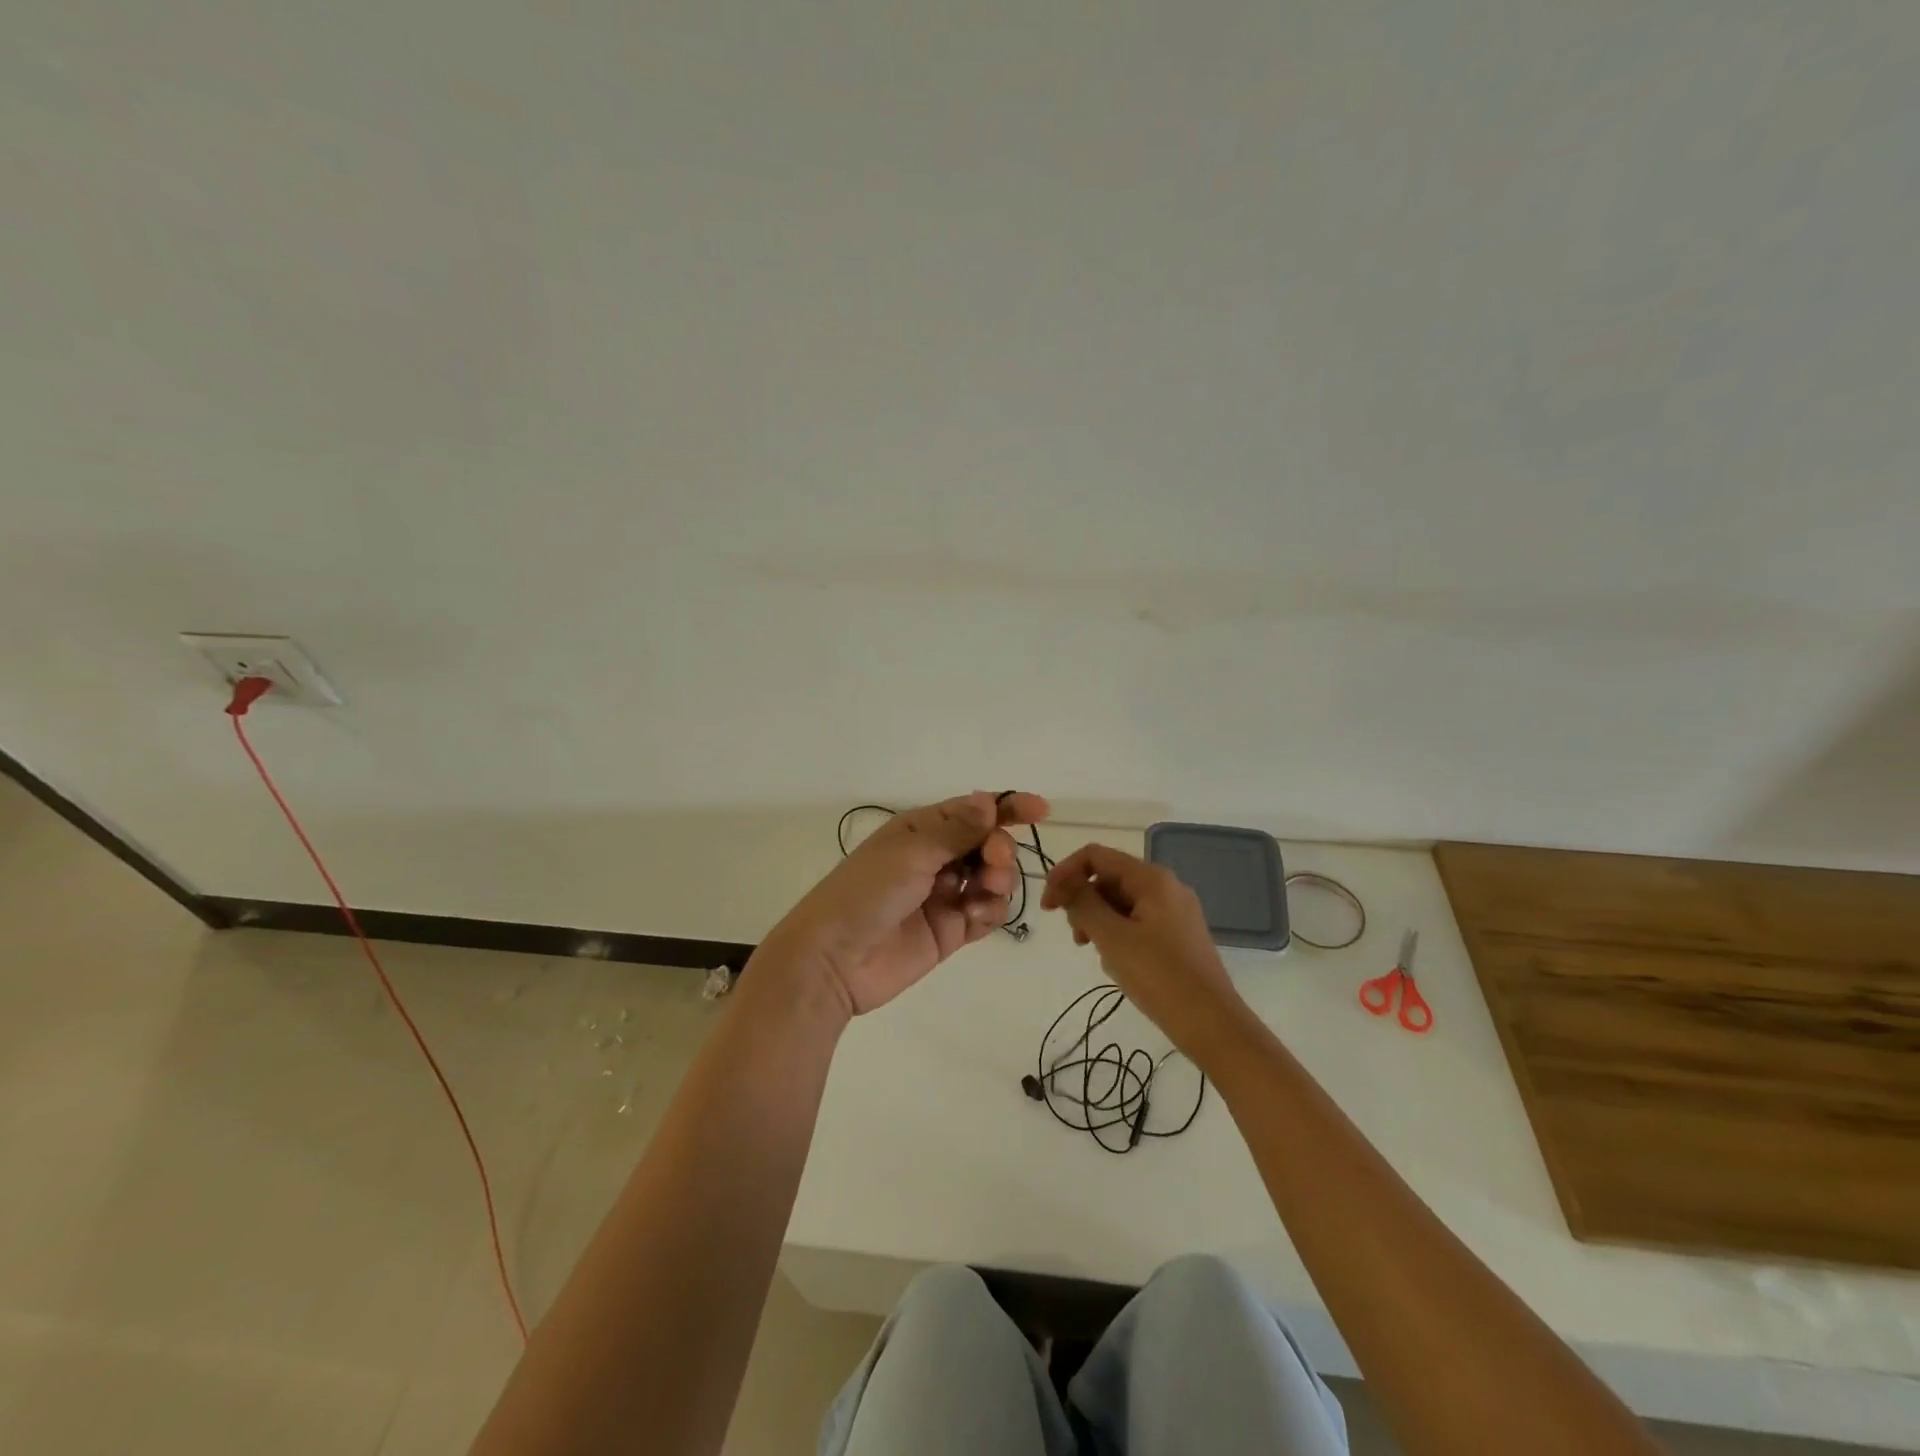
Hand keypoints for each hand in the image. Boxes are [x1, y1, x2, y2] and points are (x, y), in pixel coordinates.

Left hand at [762, 791, 1050, 1017]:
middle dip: (999, 849)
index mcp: (921, 830)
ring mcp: (944, 896)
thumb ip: (956, 829)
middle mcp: (935, 859)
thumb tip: (988, 800)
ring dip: (998, 881)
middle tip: (993, 861)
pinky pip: (986, 915)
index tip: (1040, 810)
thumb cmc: (867, 892)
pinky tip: (973, 919)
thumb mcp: (910, 851)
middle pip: (988, 844)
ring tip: (984, 892)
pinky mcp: (950, 932)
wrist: (834, 959)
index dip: (1007, 807)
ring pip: (992, 880)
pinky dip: (989, 913)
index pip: (973, 811)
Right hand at [1041, 843, 1249, 1059]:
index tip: (1049, 907)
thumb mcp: (1112, 938)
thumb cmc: (1160, 977)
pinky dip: (1118, 936)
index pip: (1096, 856)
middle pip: (1109, 878)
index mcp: (1152, 879)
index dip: (1065, 874)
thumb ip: (1082, 903)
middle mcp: (1166, 887)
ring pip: (1121, 903)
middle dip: (1084, 902)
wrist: (1214, 1025)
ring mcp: (1175, 912)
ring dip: (1099, 923)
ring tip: (1100, 956)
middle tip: (1077, 939)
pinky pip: (1137, 923)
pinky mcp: (1178, 936)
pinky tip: (1119, 965)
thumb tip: (1064, 882)